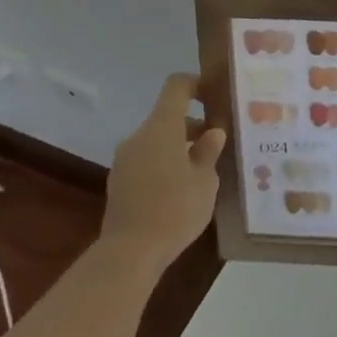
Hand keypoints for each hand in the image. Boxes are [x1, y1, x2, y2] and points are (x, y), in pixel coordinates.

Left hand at [99, 73, 226, 273]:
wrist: (129, 252)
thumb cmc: (175, 209)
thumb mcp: (205, 181)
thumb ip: (209, 152)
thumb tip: (212, 133)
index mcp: (162, 127)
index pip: (176, 86)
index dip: (197, 84)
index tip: (215, 97)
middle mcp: (139, 136)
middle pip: (167, 116)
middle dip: (193, 125)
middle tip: (218, 144)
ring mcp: (125, 159)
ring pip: (157, 140)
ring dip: (179, 146)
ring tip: (202, 171)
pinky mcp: (119, 181)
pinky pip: (146, 160)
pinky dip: (164, 163)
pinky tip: (180, 190)